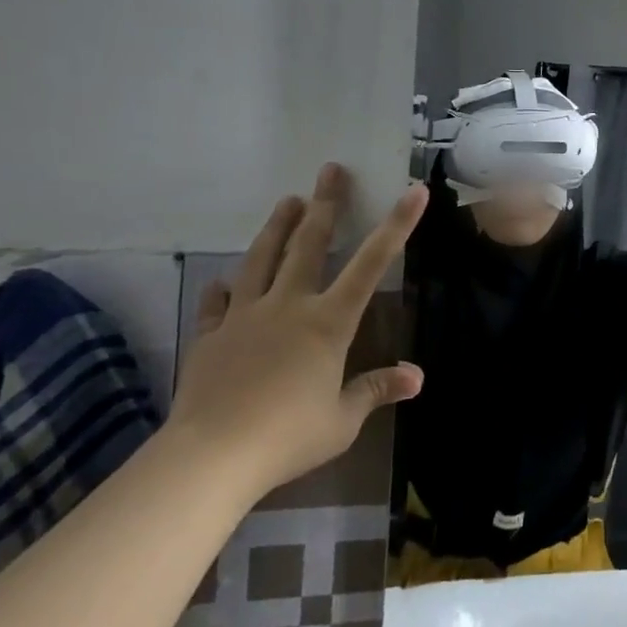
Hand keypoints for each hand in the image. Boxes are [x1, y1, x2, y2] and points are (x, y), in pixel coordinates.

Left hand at [167, 163, 427, 495]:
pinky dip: (226, 287)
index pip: (371, 264)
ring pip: (262, 259)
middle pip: (308, 244)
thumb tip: (416, 377)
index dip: (397, 225)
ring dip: (277, 227)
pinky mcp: (212, 335)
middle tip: (330, 170)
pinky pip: (220, 303)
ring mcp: (246, 316)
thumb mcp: (342, 420)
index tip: (413, 191)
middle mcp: (289, 306)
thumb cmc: (287, 436)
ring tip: (287, 200)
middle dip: (324, 204)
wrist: (210, 456)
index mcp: (328, 323)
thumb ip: (375, 390)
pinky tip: (225, 280)